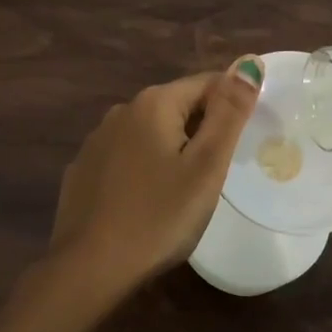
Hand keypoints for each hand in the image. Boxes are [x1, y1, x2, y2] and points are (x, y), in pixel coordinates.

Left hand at [48, 56, 264, 293]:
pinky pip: (125, 158)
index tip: (245, 142)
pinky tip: (148, 201)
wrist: (90, 268)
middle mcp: (121, 111)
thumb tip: (248, 63)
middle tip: (218, 173)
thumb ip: (229, 113)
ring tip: (186, 190)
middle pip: (177, 107)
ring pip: (149, 133)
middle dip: (202, 129)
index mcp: (153, 103)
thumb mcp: (206, 167)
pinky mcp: (82, 171)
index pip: (207, 83)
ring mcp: (96, 142)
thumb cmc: (159, 217)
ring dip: (172, 149)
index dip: (232, 107)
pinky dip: (144, 169)